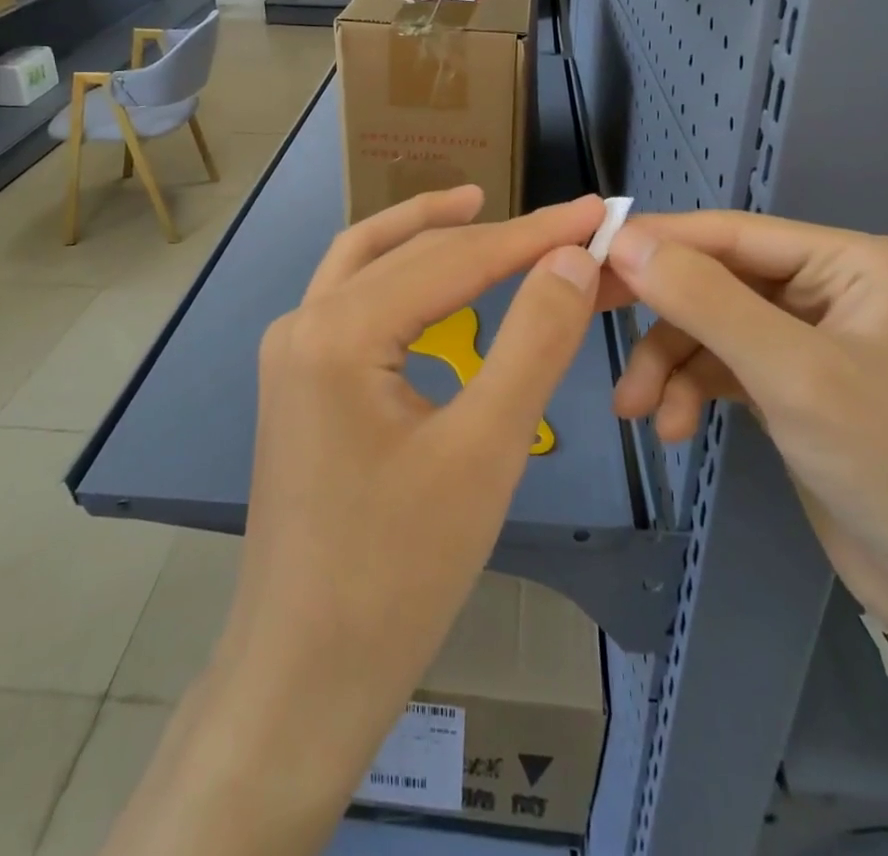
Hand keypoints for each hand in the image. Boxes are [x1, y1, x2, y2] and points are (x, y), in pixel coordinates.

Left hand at [111, 187, 606, 855]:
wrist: (304, 677)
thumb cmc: (399, 571)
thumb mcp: (485, 450)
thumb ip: (533, 341)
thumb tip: (570, 258)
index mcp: (338, 331)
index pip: (454, 259)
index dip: (533, 234)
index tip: (595, 212)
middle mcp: (302, 323)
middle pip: (409, 253)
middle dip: (489, 233)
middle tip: (560, 222)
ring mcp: (291, 353)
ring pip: (367, 264)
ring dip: (427, 234)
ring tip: (483, 211)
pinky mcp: (298, 383)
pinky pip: (352, 302)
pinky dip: (401, 277)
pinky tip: (435, 286)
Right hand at [604, 214, 887, 657]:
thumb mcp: (791, 374)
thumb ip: (705, 300)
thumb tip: (624, 241)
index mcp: (850, 262)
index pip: (732, 233)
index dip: (659, 242)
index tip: (588, 255)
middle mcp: (829, 288)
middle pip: (716, 280)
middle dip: (662, 317)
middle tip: (590, 319)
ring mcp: (810, 339)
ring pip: (711, 328)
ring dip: (670, 365)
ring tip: (637, 410)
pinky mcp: (793, 387)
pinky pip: (723, 367)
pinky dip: (691, 391)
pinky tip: (672, 429)